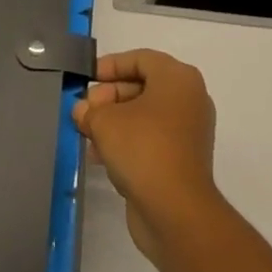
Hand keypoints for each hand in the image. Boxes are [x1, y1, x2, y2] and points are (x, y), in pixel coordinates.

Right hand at [73, 49, 220, 262]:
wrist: (177, 213)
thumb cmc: (143, 149)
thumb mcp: (106, 122)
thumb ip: (90, 110)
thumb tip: (82, 111)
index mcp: (178, 78)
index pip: (140, 59)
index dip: (110, 66)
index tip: (86, 78)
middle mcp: (189, 98)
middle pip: (142, 86)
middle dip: (109, 97)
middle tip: (85, 111)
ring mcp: (188, 131)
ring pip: (145, 115)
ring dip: (114, 122)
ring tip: (87, 136)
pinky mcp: (183, 160)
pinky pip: (151, 140)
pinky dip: (127, 142)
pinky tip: (101, 157)